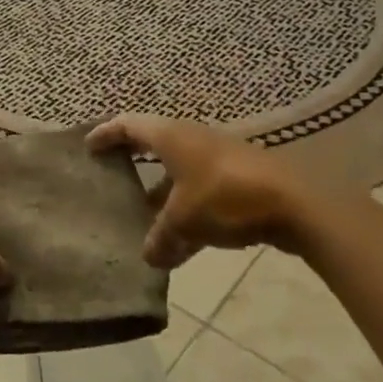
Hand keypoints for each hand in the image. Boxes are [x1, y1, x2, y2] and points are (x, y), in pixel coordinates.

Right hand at [87, 117, 303, 269]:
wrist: (294, 204)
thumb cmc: (225, 198)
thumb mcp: (184, 221)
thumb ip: (161, 238)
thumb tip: (149, 256)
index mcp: (171, 136)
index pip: (129, 125)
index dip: (106, 134)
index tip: (88, 147)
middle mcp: (191, 138)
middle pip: (153, 145)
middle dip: (133, 162)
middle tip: (112, 177)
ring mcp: (217, 157)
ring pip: (178, 172)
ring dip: (160, 193)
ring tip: (143, 220)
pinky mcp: (238, 178)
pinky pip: (200, 190)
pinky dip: (186, 209)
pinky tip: (182, 243)